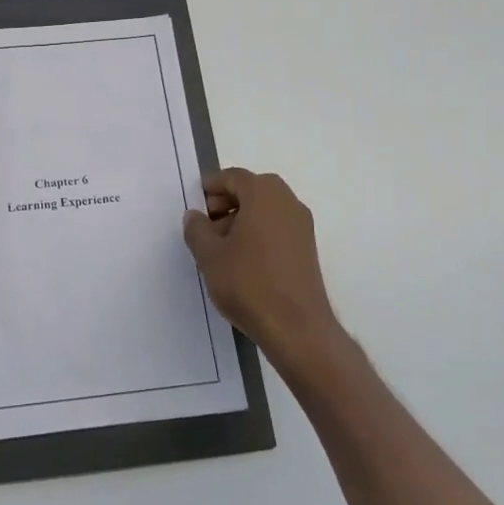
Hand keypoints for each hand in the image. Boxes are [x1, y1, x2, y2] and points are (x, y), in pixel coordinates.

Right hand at [183, 169, 344, 371]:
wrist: (296, 327)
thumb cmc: (248, 283)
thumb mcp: (209, 255)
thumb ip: (196, 229)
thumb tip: (195, 216)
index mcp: (264, 194)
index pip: (234, 177)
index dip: (211, 186)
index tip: (196, 203)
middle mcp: (287, 202)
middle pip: (252, 189)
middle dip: (227, 201)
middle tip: (207, 224)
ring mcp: (302, 226)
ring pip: (266, 209)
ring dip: (243, 218)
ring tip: (221, 246)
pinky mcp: (307, 248)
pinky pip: (278, 226)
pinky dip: (259, 232)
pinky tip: (243, 260)